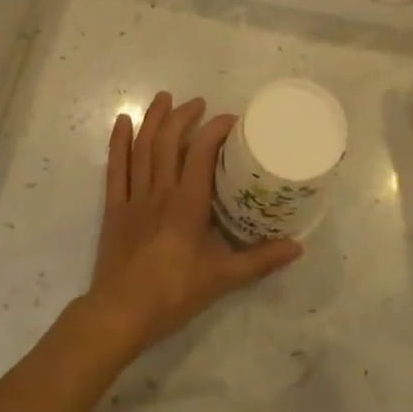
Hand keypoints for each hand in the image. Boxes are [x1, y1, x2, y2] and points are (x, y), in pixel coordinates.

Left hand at [84, 92, 302, 359]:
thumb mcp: (223, 279)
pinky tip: (121, 122)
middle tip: (198, 103)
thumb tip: (297, 247)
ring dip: (153, 119)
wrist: (120, 314)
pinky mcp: (115, 208)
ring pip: (142, 148)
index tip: (232, 120)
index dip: (216, 130)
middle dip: (183, 116)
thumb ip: (260, 260)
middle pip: (169, 142)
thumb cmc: (173, 294)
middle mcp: (160, 191)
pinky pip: (115, 168)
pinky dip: (118, 142)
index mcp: (187, 203)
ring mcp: (134, 198)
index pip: (202, 153)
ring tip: (164, 97)